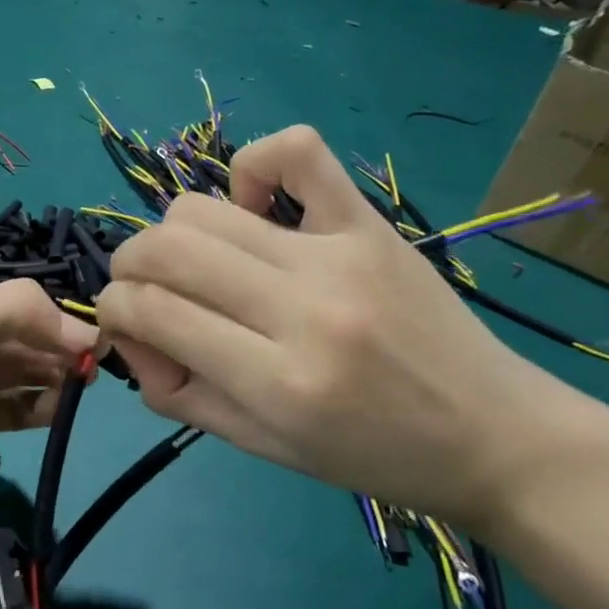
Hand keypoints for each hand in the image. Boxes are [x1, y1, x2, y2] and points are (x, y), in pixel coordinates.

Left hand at [0, 280, 97, 542]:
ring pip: (11, 408)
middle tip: (89, 378)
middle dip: (55, 363)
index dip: (55, 327)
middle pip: (19, 361)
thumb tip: (82, 330)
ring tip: (60, 408)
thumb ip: (12, 312)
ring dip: (40, 405)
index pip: (15, 319)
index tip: (95, 346)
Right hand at [95, 127, 604, 532]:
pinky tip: (255, 204)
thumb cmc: (373, 457)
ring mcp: (338, 255)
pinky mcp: (370, 222)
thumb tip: (134, 335)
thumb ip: (180, 395)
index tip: (133, 330)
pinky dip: (251, 166)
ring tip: (205, 265)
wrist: (495, 438)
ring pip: (203, 207)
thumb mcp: (264, 449)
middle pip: (164, 247)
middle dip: (128, 267)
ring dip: (174, 234)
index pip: (147, 311)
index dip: (113, 313)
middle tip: (150, 294)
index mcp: (275, 382)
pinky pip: (295, 152)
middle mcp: (301, 309)